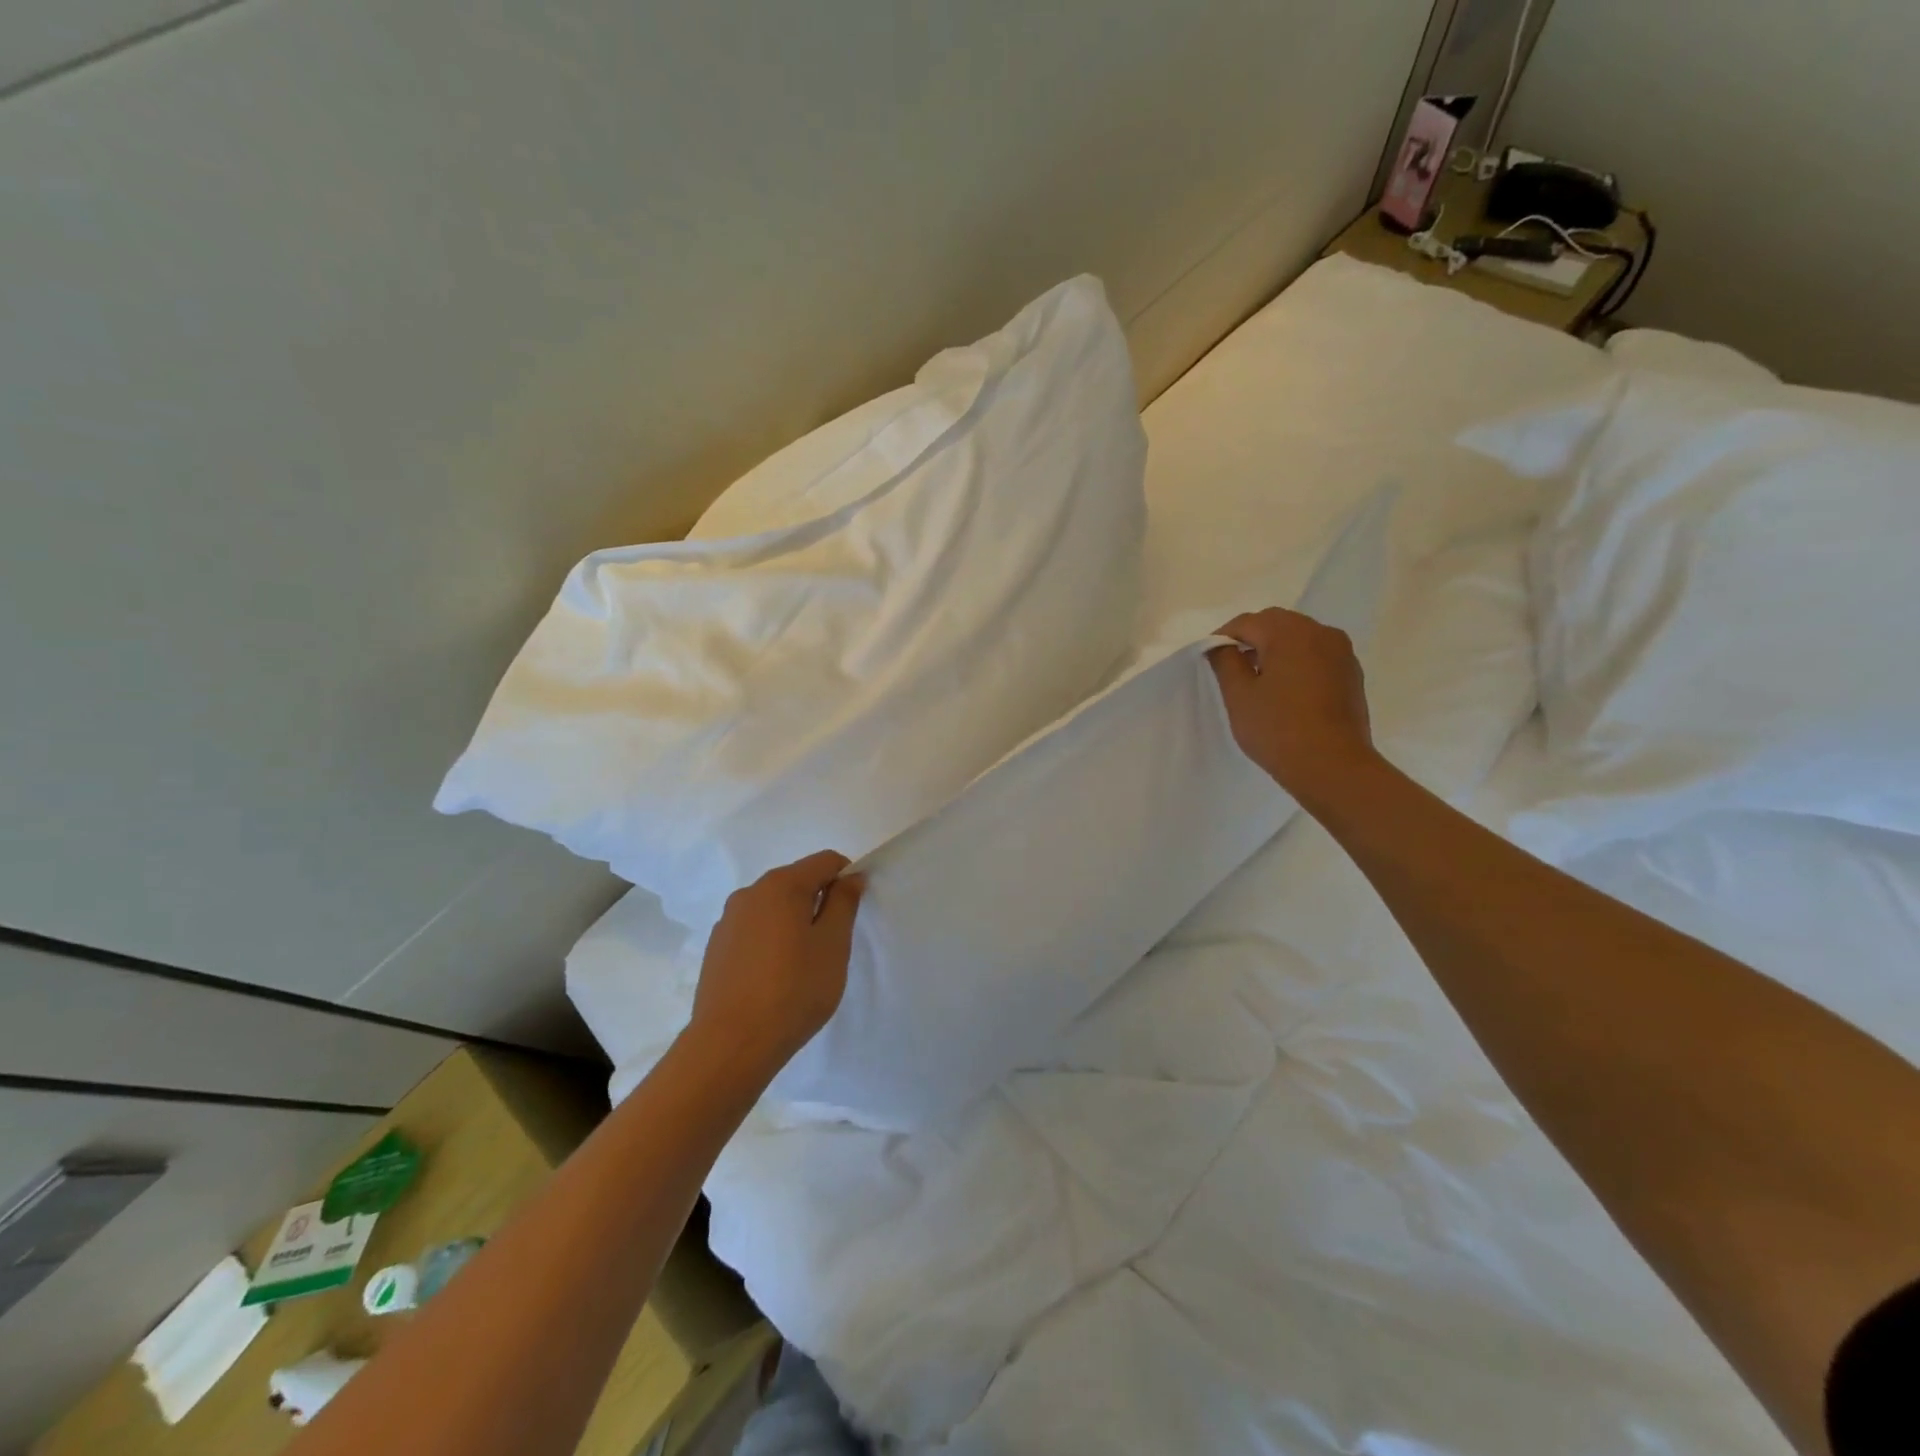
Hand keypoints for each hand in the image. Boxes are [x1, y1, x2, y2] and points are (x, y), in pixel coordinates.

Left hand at [688, 851, 864, 1075]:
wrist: (731, 1044)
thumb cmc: (794, 990)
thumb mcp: (833, 945)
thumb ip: (844, 903)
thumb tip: (850, 876)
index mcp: (782, 885)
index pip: (826, 861)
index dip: (847, 878)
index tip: (853, 913)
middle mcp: (750, 892)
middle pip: (797, 881)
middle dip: (819, 902)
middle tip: (832, 944)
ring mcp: (728, 920)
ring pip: (774, 907)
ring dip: (794, 922)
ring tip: (802, 964)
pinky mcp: (716, 947)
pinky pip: (754, 929)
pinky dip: (771, 940)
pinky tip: (774, 977)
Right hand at [1208, 608, 1376, 807]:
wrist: (1333, 766)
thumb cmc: (1278, 729)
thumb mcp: (1239, 696)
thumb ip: (1225, 661)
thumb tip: (1221, 645)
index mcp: (1289, 633)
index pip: (1247, 622)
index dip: (1223, 636)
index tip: (1209, 657)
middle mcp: (1320, 632)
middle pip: (1276, 623)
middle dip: (1251, 637)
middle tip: (1231, 664)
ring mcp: (1341, 652)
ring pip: (1299, 636)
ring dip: (1275, 647)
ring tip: (1258, 677)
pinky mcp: (1351, 672)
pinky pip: (1317, 653)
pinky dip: (1297, 660)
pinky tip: (1286, 688)